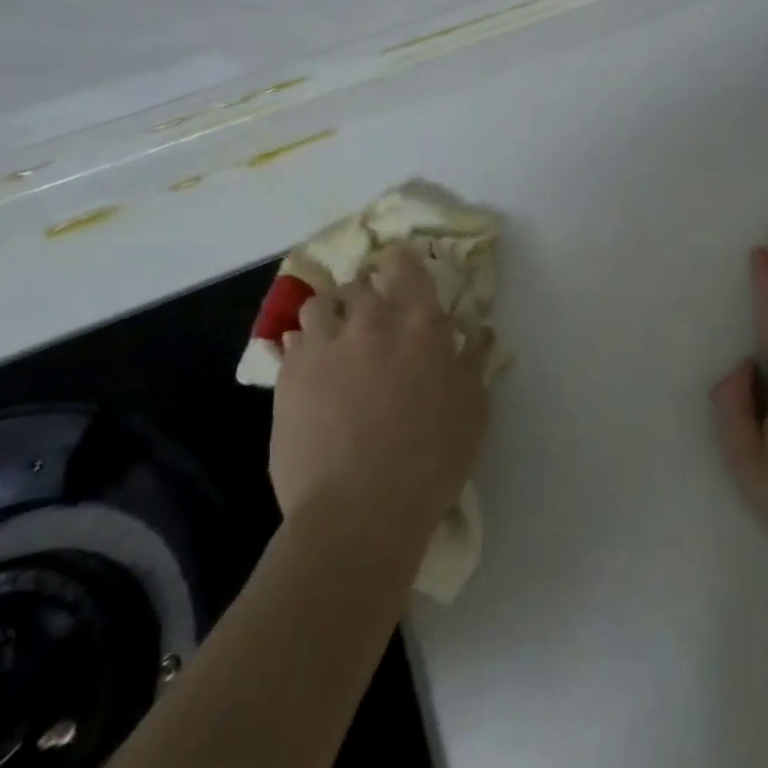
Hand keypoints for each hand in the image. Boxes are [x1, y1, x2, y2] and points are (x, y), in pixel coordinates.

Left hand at [269, 245, 490, 553]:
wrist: (359, 509)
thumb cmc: (431, 457)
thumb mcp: (473, 408)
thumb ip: (474, 361)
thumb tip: (479, 332)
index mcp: (420, 324)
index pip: (407, 267)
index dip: (403, 259)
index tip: (402, 262)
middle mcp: (370, 323)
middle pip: (360, 283)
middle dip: (367, 289)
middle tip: (373, 310)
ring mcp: (323, 348)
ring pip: (318, 305)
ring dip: (330, 311)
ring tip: (336, 333)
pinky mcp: (287, 379)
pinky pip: (290, 342)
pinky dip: (303, 344)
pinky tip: (311, 365)